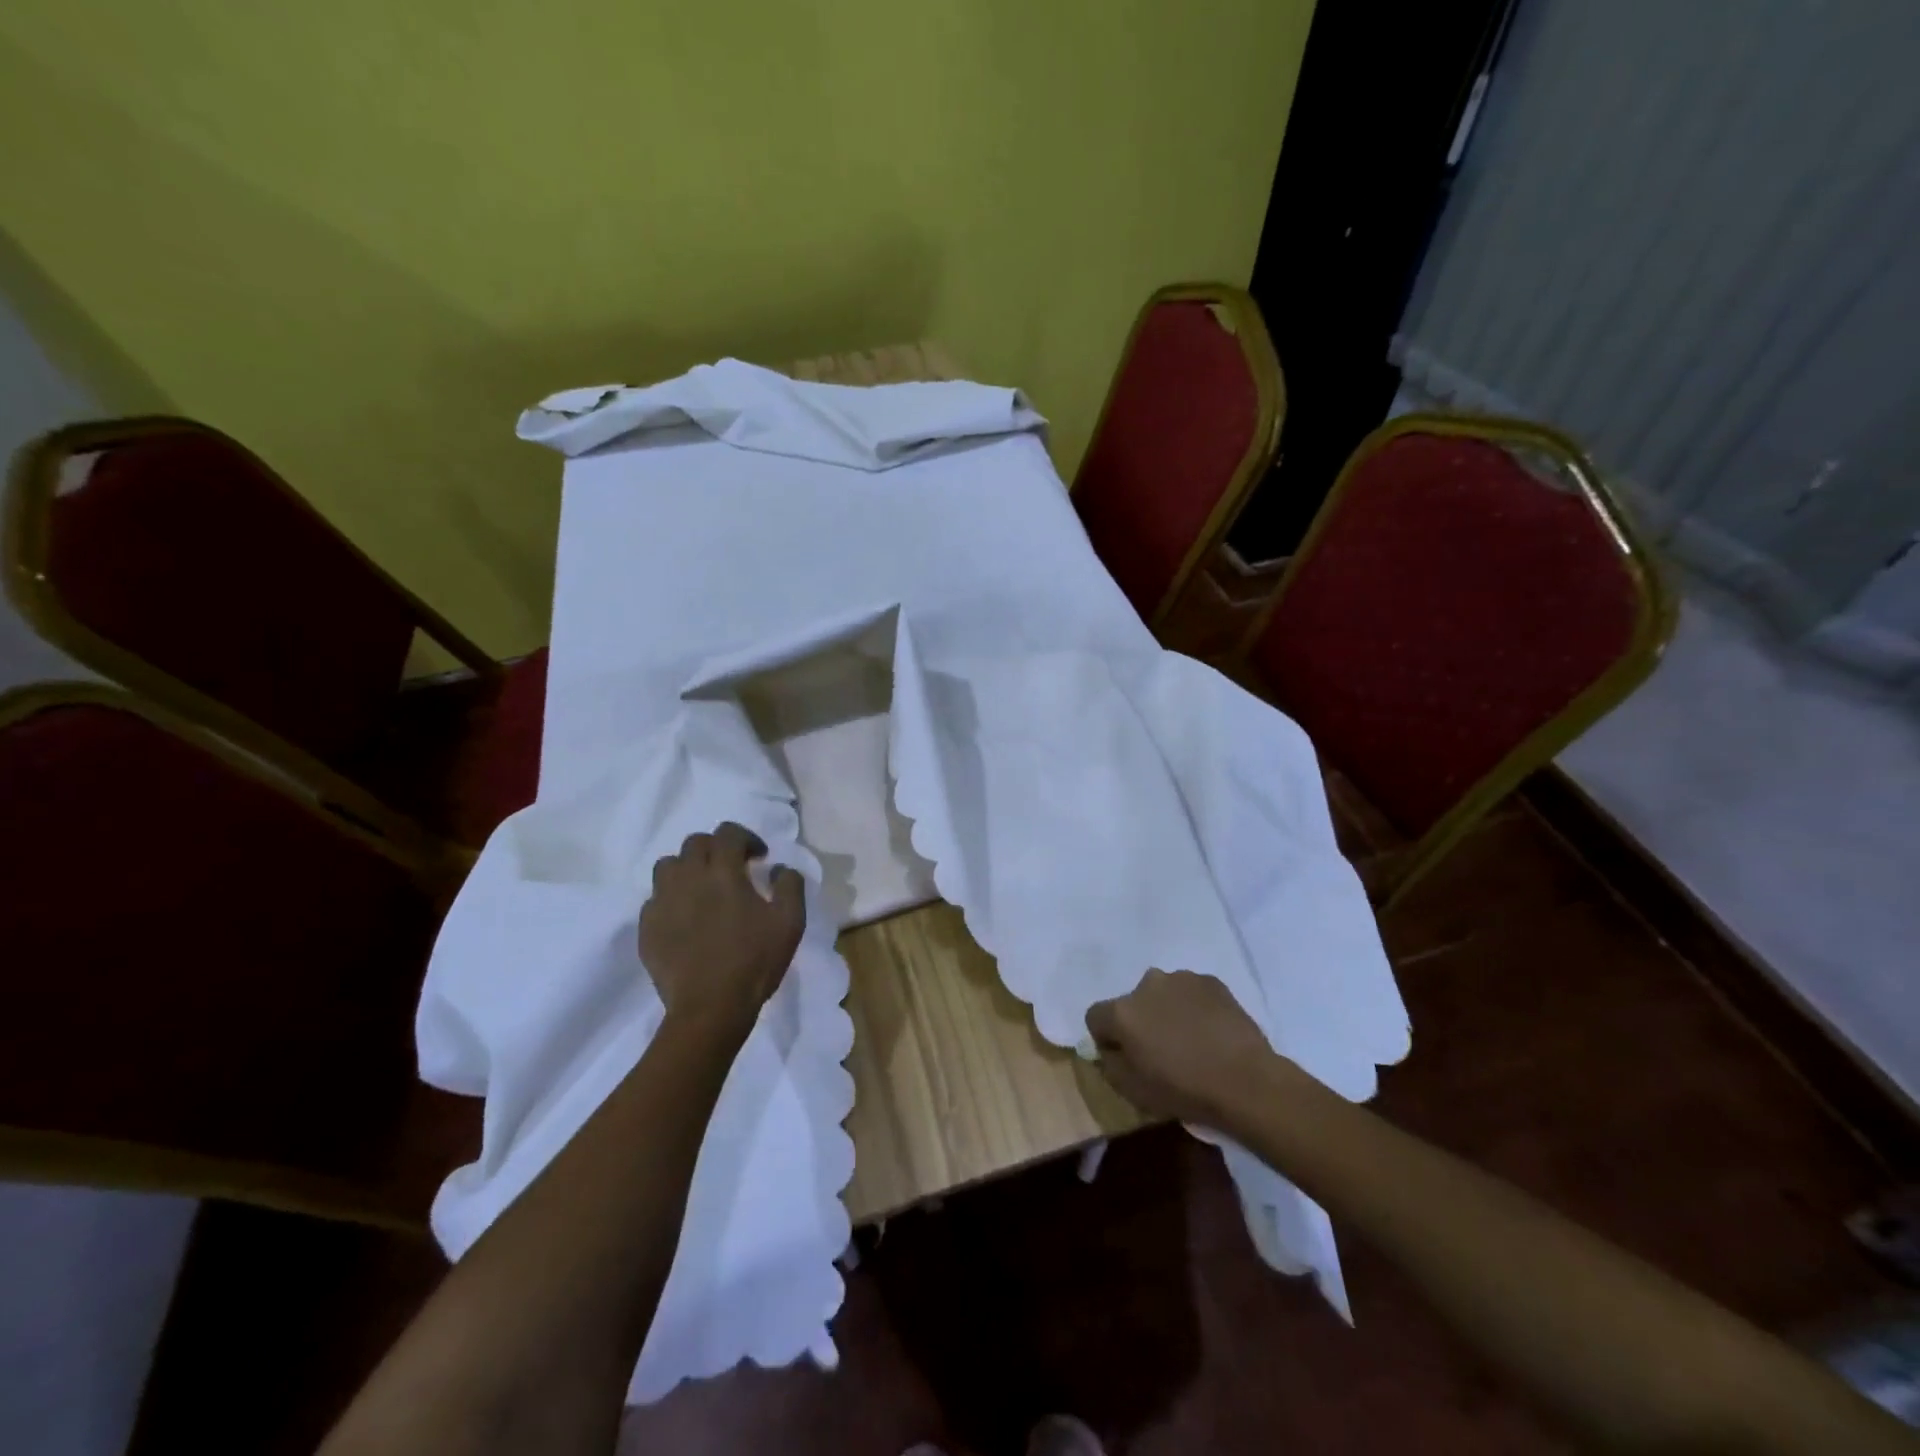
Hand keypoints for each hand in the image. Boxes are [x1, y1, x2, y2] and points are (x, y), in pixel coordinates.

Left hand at [639, 822, 805, 1030]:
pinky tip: (686, 919)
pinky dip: (672, 899)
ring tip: (703, 889)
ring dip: (688, 869)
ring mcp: (662, 902)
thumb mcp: (790, 922)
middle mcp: (688, 878)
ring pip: (668, 866)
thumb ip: (789, 884)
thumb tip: (779, 868)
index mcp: (723, 872)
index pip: (728, 833)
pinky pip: (655, 899)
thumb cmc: (754, 961)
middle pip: (695, 843)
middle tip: (732, 870)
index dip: (746, 838)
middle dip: (716, 849)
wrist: (710, 1008)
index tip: (759, 858)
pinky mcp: (647, 928)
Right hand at [1085, 969, 1278, 1128]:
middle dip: (1140, 1022)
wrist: (1246, 1081)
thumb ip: (1110, 1063)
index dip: (1106, 1038)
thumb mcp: (1132, 1091)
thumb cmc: (1184, 1090)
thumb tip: (1109, 1048)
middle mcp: (1146, 984)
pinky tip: (1211, 1033)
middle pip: (1131, 1003)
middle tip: (1161, 1050)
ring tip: (1191, 1041)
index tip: (1125, 1058)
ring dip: (1167, 1012)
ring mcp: (1181, 979)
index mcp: (1122, 1012)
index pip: (1095, 1017)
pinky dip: (1194, 1008)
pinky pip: (1191, 993)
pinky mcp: (1211, 981)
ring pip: (1162, 995)